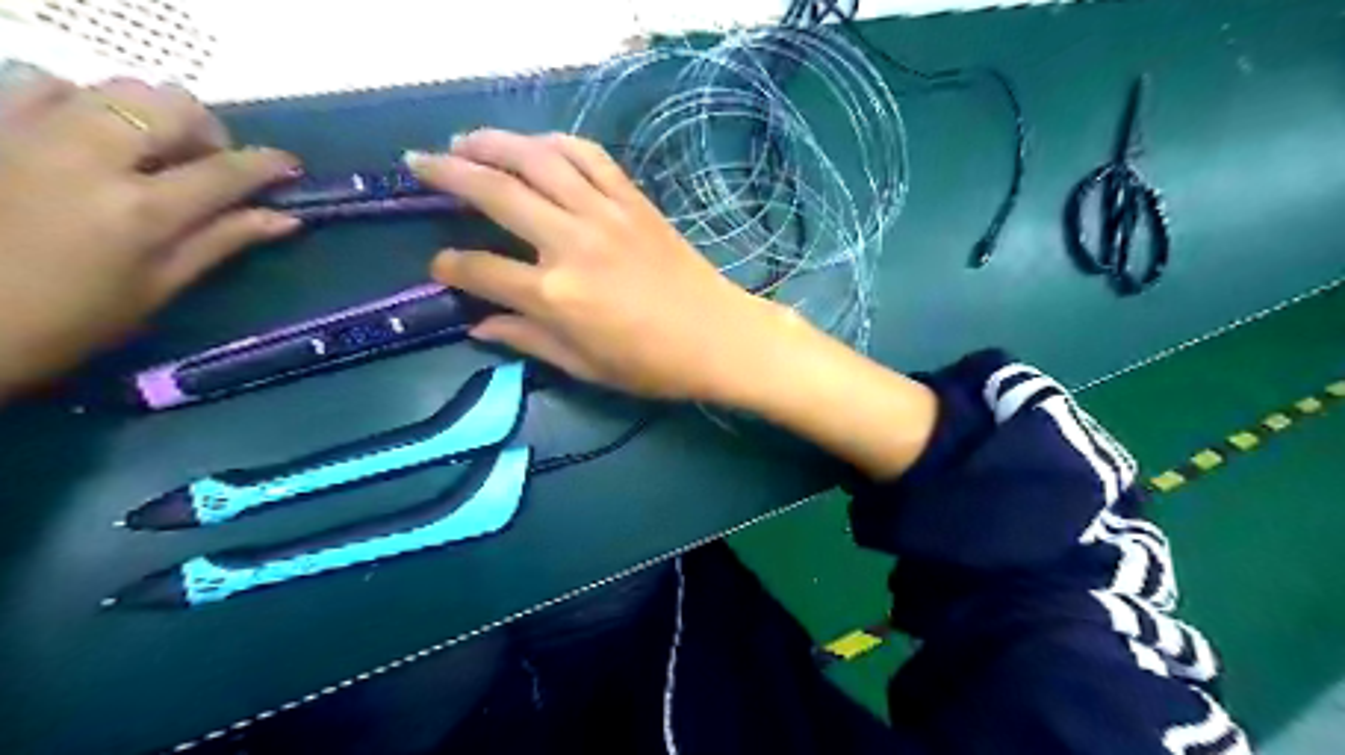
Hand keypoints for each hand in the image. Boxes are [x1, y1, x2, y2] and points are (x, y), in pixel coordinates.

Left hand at [0, 75, 297, 394]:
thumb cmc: (67, 321)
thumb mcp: (156, 289)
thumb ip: (221, 242)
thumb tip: (284, 218)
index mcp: (140, 211)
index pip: (225, 172)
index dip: (268, 165)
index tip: (290, 167)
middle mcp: (88, 157)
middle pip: (170, 106)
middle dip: (206, 129)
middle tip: (209, 162)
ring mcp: (27, 132)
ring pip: (111, 87)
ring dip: (147, 114)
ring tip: (147, 150)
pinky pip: (40, 82)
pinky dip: (79, 100)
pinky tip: (83, 134)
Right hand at [405, 129, 789, 401]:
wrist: (718, 337)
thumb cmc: (652, 364)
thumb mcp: (584, 366)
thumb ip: (527, 340)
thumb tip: (478, 326)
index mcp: (554, 294)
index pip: (480, 269)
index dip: (451, 267)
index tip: (440, 266)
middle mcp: (571, 242)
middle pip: (496, 193)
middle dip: (448, 174)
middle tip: (419, 162)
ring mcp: (605, 214)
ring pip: (538, 160)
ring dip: (495, 143)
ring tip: (466, 140)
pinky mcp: (634, 201)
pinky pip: (589, 157)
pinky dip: (557, 143)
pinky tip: (538, 145)